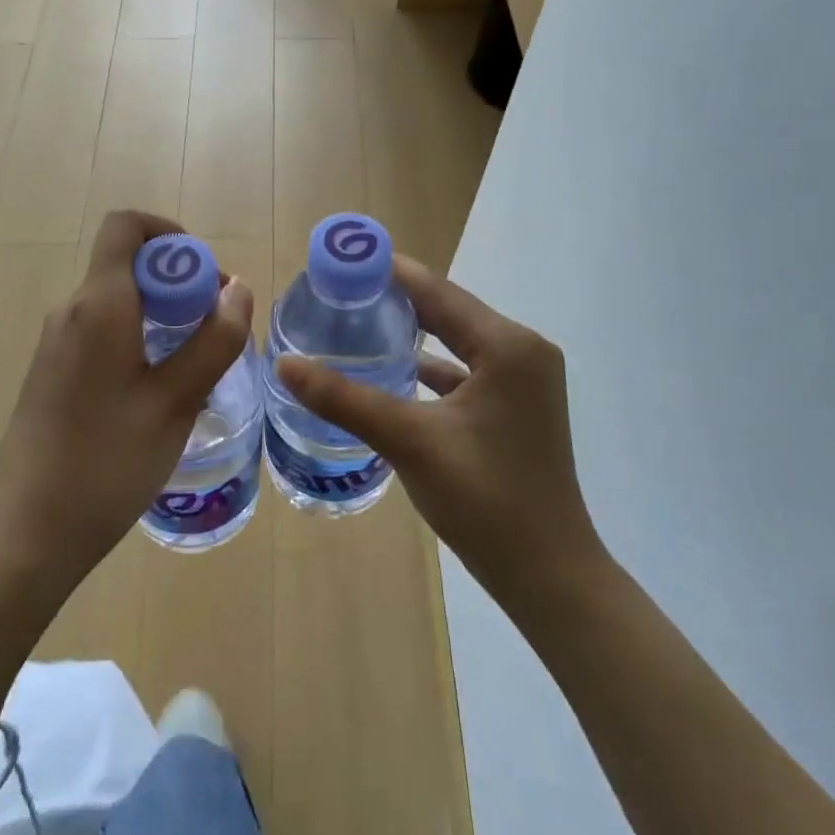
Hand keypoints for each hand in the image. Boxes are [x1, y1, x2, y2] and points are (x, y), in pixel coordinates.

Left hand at [0, 211, 254, 609]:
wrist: (26, 536)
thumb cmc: (108, 463)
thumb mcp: (176, 402)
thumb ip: (214, 340)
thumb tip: (238, 289)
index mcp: (98, 305)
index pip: (125, 226)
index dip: (169, 233)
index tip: (204, 274)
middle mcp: (70, 312)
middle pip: (126, 265)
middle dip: (177, 281)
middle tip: (216, 328)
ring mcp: (55, 344)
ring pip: (117, 302)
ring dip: (161, 314)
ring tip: (195, 365)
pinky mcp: (51, 374)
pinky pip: (101, 333)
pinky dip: (137, 339)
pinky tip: (158, 392)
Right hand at [276, 256, 599, 600]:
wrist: (548, 576)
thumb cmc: (485, 500)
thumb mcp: (409, 441)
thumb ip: (345, 398)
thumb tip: (285, 363)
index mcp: (507, 345)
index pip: (437, 290)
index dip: (387, 271)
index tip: (340, 259)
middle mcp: (522, 351)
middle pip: (447, 310)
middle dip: (394, 299)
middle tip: (338, 291)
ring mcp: (523, 381)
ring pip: (456, 341)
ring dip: (412, 332)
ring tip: (356, 321)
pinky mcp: (516, 408)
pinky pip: (465, 371)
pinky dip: (430, 367)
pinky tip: (392, 371)